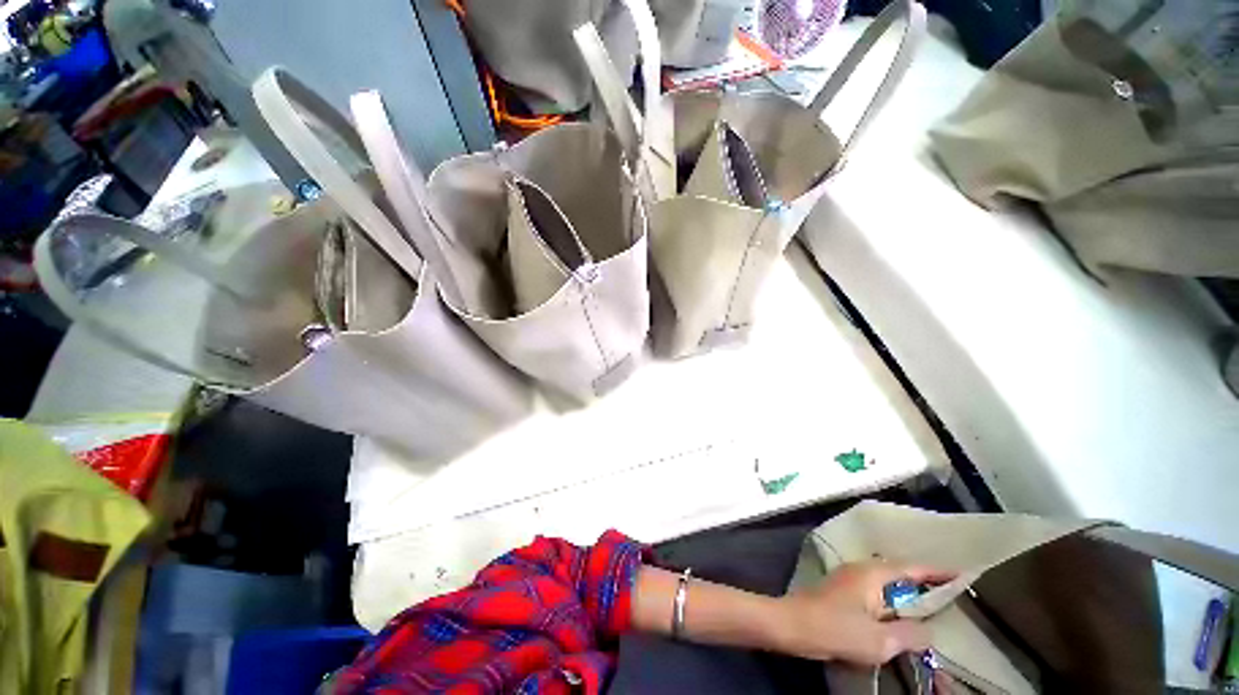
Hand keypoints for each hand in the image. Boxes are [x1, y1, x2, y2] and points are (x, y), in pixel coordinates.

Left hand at [771, 561, 954, 665]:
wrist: (793, 625)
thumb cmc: (836, 629)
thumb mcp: (879, 640)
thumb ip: (910, 635)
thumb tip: (930, 631)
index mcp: (872, 574)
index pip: (911, 568)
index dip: (936, 572)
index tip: (961, 573)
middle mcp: (860, 569)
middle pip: (898, 572)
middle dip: (923, 582)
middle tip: (949, 593)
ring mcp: (849, 578)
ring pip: (886, 583)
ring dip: (906, 593)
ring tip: (929, 606)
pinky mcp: (841, 591)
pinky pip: (875, 592)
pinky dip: (891, 601)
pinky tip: (898, 616)